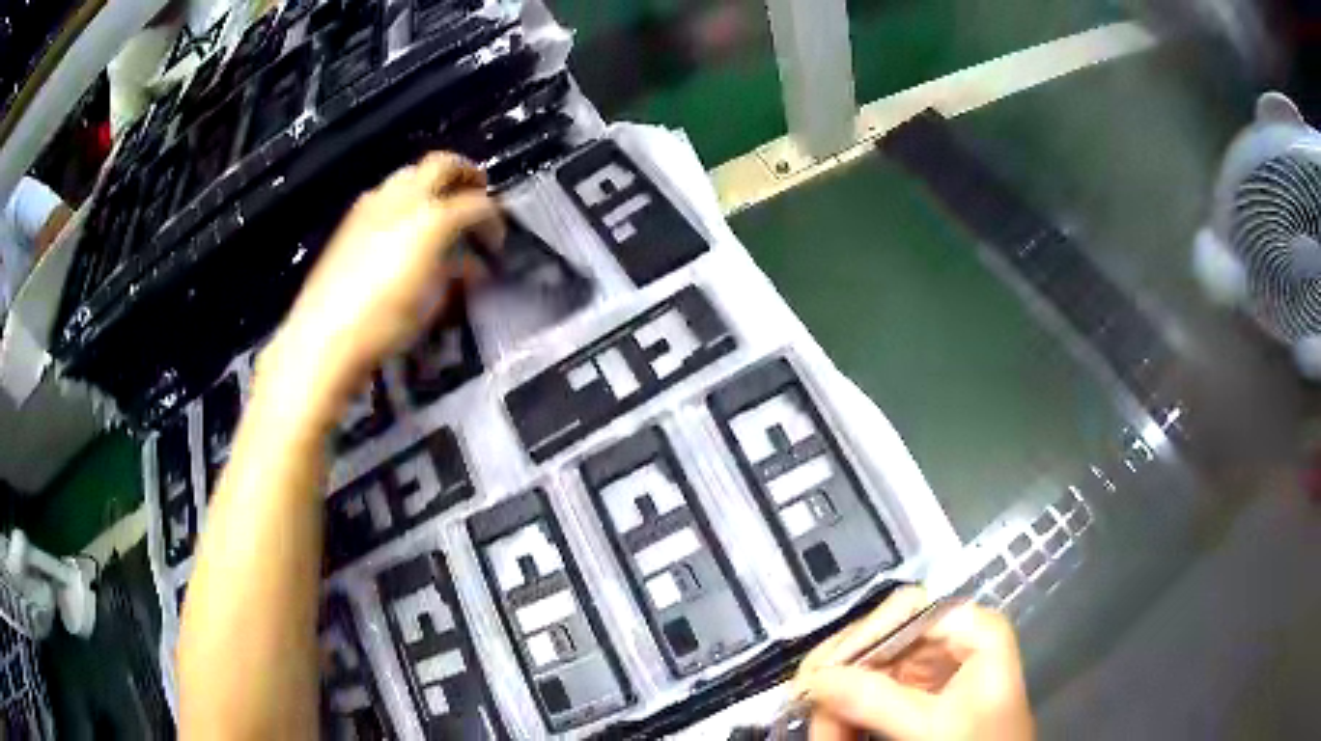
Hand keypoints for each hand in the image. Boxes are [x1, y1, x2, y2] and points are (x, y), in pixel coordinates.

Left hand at [258, 153, 502, 425]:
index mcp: (432, 218)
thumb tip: (468, 263)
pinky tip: (403, 229)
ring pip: (410, 174)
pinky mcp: (351, 220)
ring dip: (432, 184)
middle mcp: (402, 199)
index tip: (495, 241)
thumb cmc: (385, 325)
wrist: (324, 338)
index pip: (477, 204)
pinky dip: (404, 200)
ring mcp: (372, 205)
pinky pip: (386, 193)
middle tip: (477, 193)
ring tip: (440, 210)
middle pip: (442, 164)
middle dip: (466, 174)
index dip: (494, 220)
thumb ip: (455, 272)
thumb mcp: (433, 302)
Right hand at [795, 587, 1032, 740]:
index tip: (820, 675)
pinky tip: (835, 733)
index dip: (860, 638)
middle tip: (807, 709)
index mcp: (972, 629)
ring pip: (866, 671)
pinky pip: (869, 695)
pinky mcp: (916, 696)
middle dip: (841, 679)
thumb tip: (813, 679)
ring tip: (822, 734)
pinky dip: (847, 715)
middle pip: (879, 641)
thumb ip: (878, 701)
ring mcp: (931, 668)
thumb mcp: (934, 726)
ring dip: (837, 703)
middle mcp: (949, 639)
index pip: (906, 609)